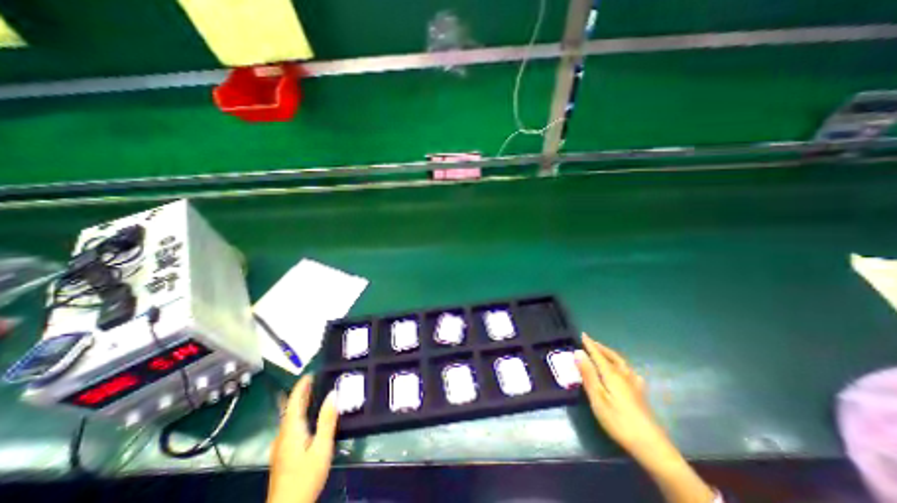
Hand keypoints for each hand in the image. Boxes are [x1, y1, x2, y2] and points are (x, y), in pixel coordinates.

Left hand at [267, 375, 338, 502]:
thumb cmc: (306, 476)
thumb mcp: (322, 447)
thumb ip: (327, 420)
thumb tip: (333, 394)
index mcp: (291, 430)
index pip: (294, 402)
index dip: (301, 386)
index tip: (310, 373)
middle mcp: (283, 435)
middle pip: (290, 409)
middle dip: (301, 393)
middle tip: (315, 380)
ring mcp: (281, 446)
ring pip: (290, 418)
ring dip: (299, 404)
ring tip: (313, 393)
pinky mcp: (283, 454)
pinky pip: (290, 426)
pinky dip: (299, 415)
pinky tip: (307, 418)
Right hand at [575, 334, 672, 463]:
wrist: (651, 445)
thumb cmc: (618, 421)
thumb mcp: (598, 398)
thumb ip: (588, 375)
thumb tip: (578, 352)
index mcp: (612, 374)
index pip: (598, 355)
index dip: (590, 344)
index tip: (583, 334)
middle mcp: (624, 375)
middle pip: (611, 356)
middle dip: (600, 347)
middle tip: (591, 342)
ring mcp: (634, 385)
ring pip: (621, 362)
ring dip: (610, 354)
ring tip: (604, 352)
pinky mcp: (640, 394)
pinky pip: (630, 372)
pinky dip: (622, 365)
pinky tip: (625, 371)